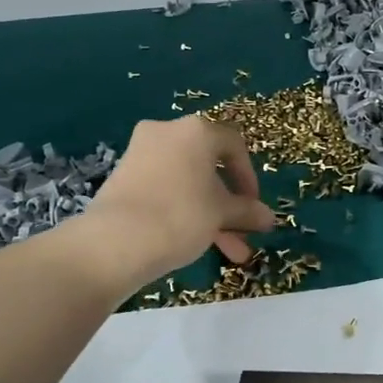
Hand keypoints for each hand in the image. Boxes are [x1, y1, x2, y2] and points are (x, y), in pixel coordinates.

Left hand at [83, 117, 275, 283]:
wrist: (115, 241)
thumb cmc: (181, 216)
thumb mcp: (222, 214)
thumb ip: (247, 212)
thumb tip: (268, 217)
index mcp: (196, 131)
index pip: (234, 146)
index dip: (249, 179)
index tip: (254, 207)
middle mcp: (167, 132)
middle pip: (209, 167)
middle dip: (229, 205)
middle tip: (241, 233)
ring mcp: (141, 153)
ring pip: (188, 183)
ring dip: (209, 214)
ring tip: (225, 251)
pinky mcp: (123, 176)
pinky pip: (164, 189)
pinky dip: (182, 210)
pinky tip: (193, 242)